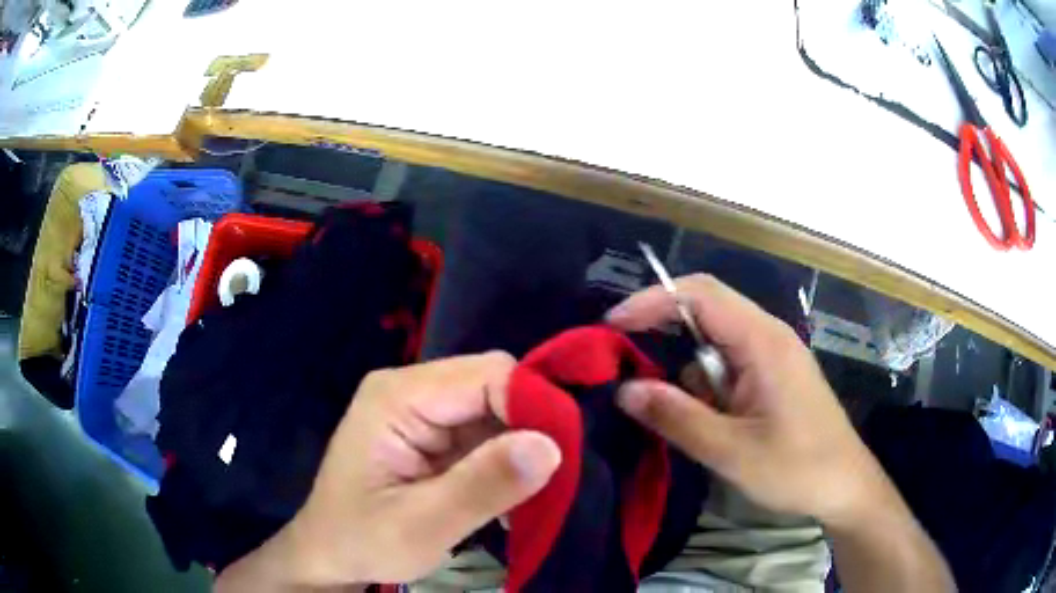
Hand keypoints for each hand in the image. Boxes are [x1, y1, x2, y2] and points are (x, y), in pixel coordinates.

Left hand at [219, 353, 560, 589]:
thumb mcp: (421, 525)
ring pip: (497, 409)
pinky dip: (507, 459)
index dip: (533, 406)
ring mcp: (421, 410)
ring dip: (521, 448)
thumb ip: (483, 486)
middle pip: (494, 386)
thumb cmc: (362, 540)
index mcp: (398, 396)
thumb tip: (551, 445)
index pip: (488, 375)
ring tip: (532, 492)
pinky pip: (486, 432)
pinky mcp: (432, 433)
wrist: (329, 554)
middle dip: (530, 429)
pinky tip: (510, 492)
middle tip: (548, 480)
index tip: (560, 457)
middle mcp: (410, 389)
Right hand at [607, 274, 885, 526]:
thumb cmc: (797, 469)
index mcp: (763, 341)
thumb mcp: (732, 451)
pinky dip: (705, 383)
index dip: (652, 300)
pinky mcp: (773, 376)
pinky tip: (703, 418)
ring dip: (686, 366)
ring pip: (715, 340)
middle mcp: (768, 336)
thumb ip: (678, 418)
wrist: (845, 486)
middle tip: (622, 359)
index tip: (611, 325)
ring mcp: (773, 355)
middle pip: (707, 309)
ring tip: (666, 405)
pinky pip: (729, 364)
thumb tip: (625, 390)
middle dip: (662, 329)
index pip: (700, 294)